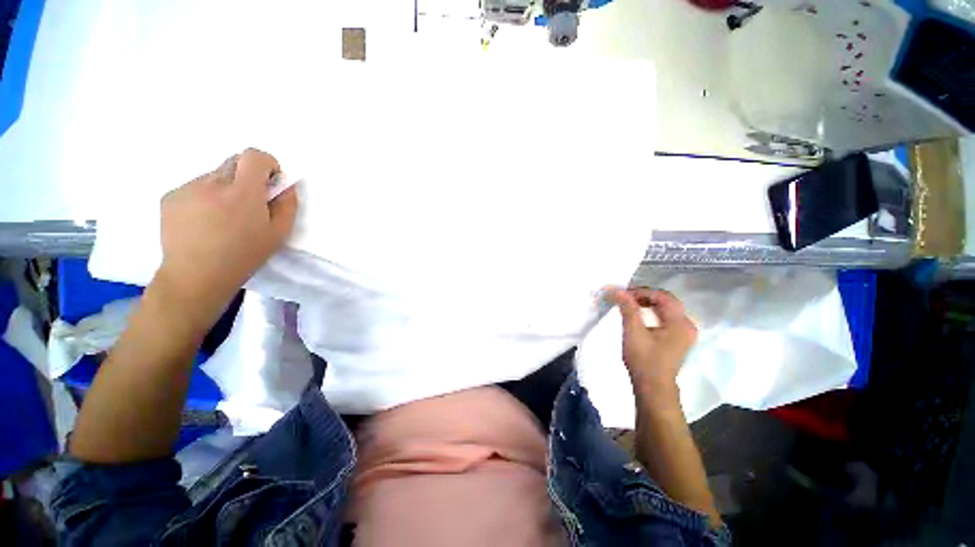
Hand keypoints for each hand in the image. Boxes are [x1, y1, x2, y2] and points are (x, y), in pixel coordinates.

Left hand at [156, 148, 297, 327]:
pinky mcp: (170, 196)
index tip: (270, 181)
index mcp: (243, 192)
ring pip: (214, 176)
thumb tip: (285, 184)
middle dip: (247, 176)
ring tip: (223, 218)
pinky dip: (205, 197)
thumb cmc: (244, 255)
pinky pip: (195, 187)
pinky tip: (204, 222)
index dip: (266, 163)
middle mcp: (212, 183)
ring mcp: (187, 188)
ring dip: (225, 188)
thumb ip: (287, 204)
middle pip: (234, 161)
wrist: (196, 276)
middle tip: (248, 202)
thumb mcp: (279, 233)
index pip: (254, 156)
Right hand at [605, 287, 696, 395]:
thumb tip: (615, 290)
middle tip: (625, 297)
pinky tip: (640, 314)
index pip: (662, 296)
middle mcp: (687, 324)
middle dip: (644, 296)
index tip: (622, 294)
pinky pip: (666, 317)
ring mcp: (684, 332)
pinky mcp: (679, 338)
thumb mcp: (633, 332)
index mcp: (680, 323)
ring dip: (648, 303)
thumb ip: (627, 308)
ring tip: (629, 304)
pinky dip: (652, 312)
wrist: (653, 387)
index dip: (641, 291)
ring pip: (666, 308)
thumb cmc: (644, 360)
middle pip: (667, 300)